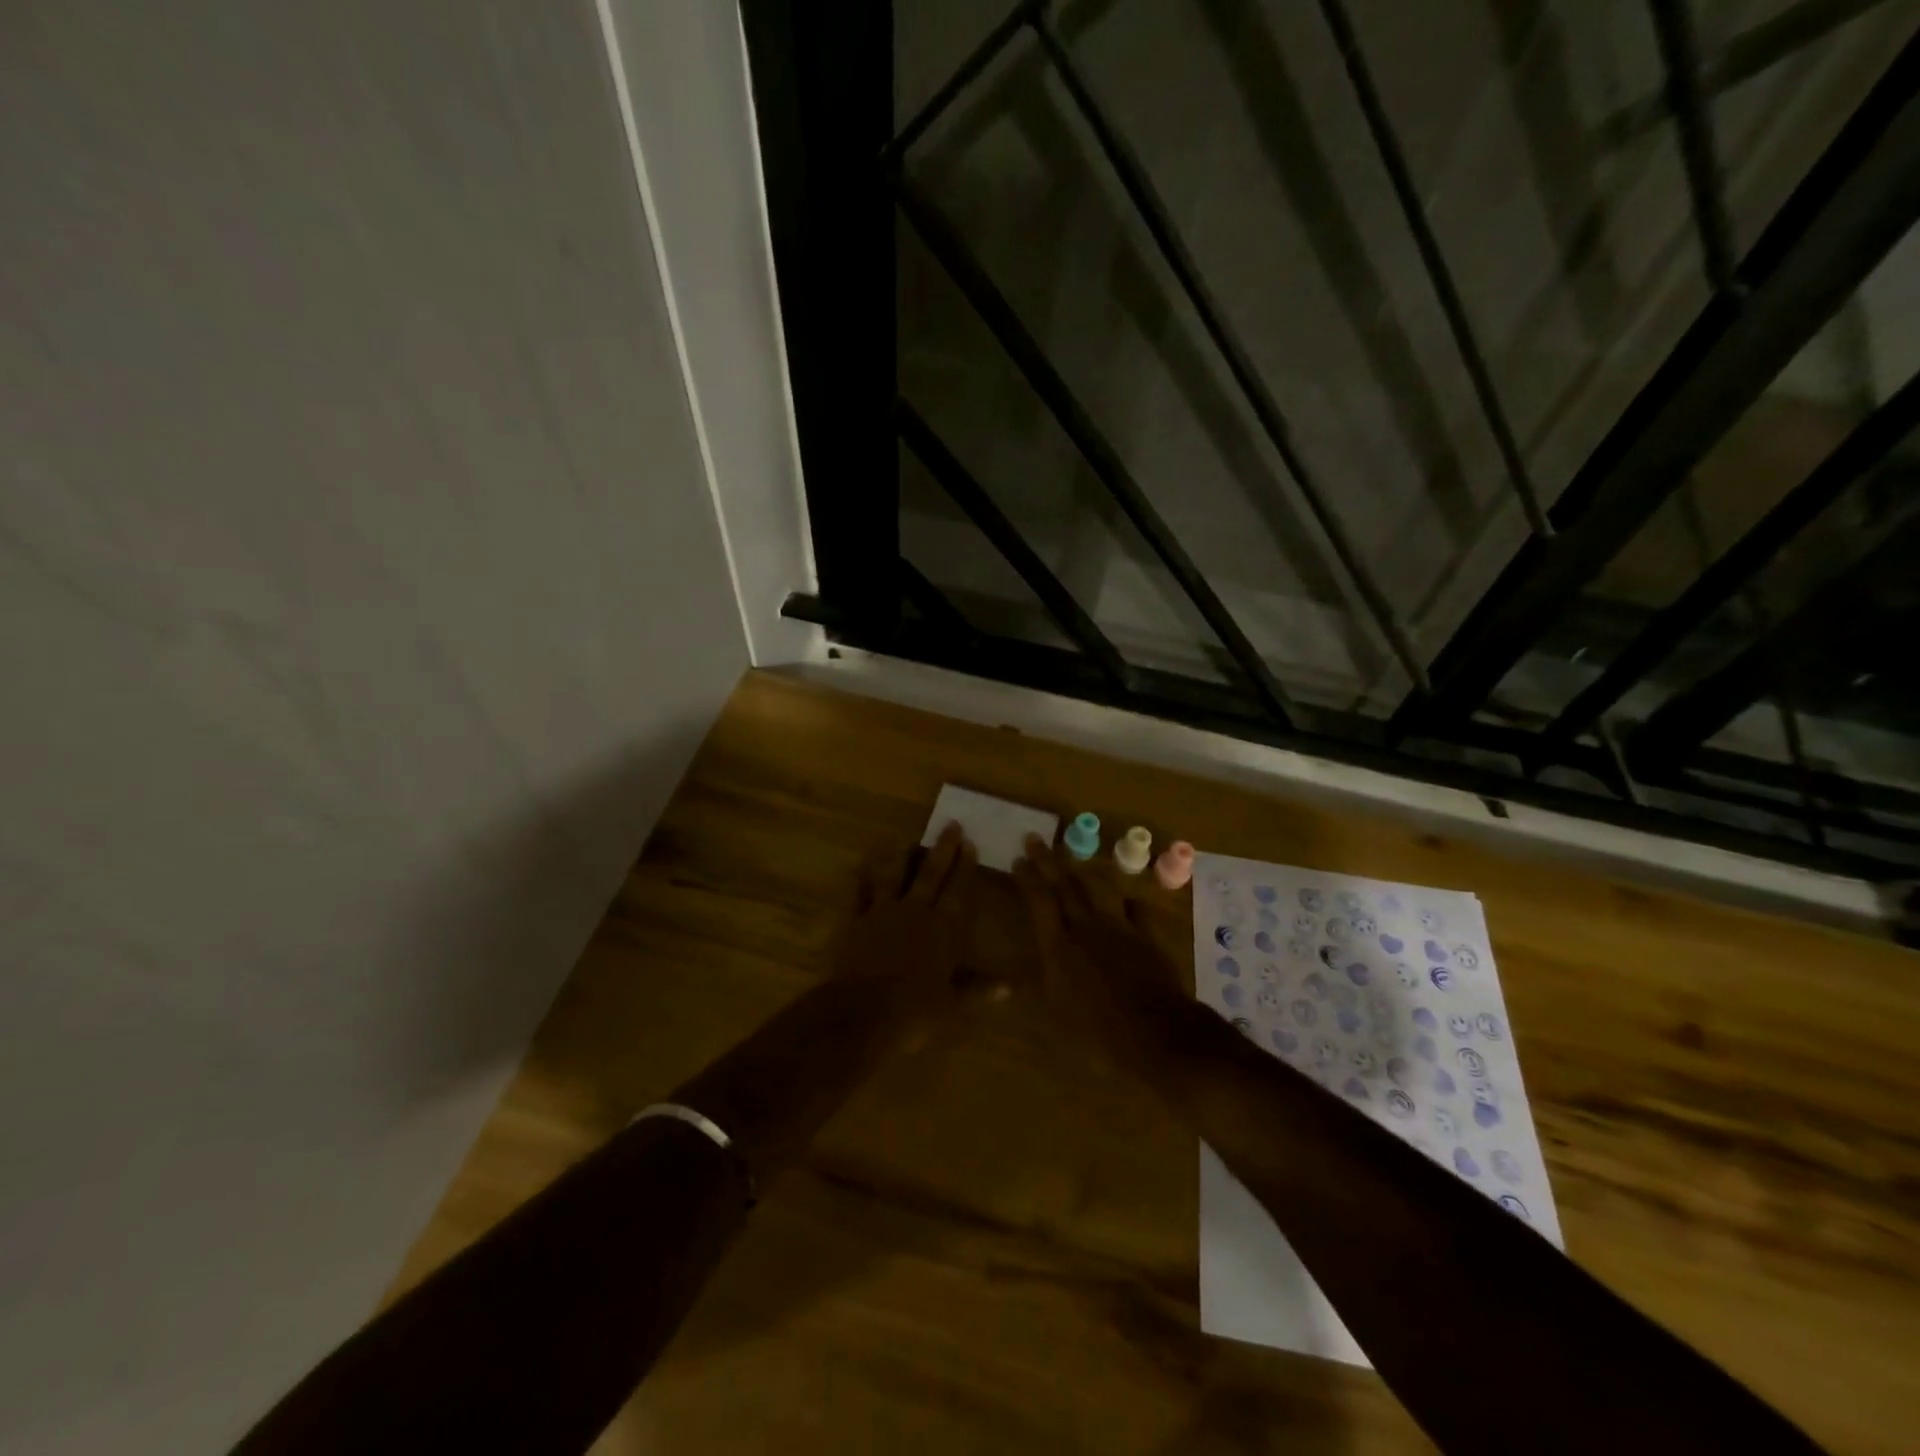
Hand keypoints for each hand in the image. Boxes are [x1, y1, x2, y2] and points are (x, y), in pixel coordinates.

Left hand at [835, 821, 978, 1016]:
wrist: (862, 1012)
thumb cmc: (914, 1010)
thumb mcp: (953, 1004)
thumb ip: (979, 989)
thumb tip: (1011, 987)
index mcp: (942, 928)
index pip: (957, 891)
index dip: (964, 868)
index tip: (969, 843)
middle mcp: (914, 912)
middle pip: (929, 875)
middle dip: (941, 850)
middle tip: (949, 825)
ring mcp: (882, 914)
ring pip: (893, 877)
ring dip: (900, 858)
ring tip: (906, 842)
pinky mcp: (855, 923)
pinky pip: (859, 895)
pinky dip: (861, 882)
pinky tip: (861, 870)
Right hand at [1012, 833, 1186, 1068]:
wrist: (1157, 1031)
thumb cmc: (1098, 1029)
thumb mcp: (1057, 1012)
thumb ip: (1040, 983)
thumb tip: (1015, 974)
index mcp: (1059, 945)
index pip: (1039, 902)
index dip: (1027, 879)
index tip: (1017, 859)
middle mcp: (1087, 928)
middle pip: (1064, 887)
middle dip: (1047, 861)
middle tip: (1035, 839)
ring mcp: (1119, 928)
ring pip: (1099, 890)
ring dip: (1084, 872)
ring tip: (1075, 860)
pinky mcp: (1146, 937)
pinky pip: (1136, 911)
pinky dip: (1128, 903)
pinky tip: (1127, 900)